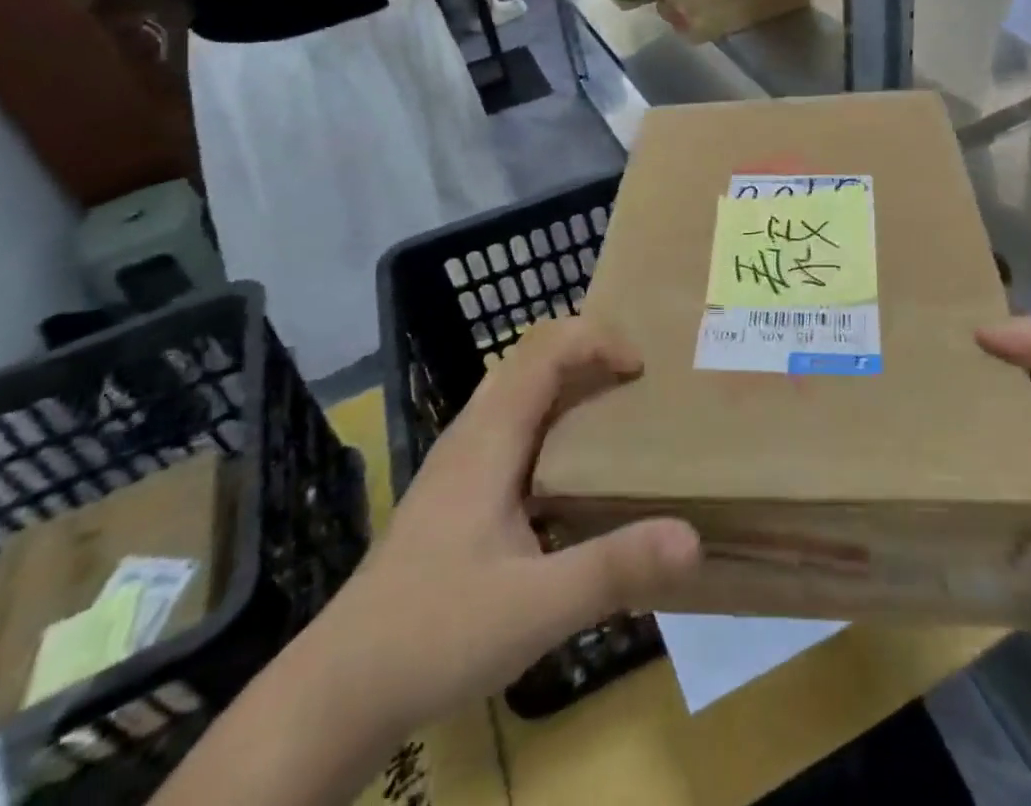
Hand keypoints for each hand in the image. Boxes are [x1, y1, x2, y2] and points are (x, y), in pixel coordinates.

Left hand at [326, 321, 700, 734]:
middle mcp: (473, 433)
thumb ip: (613, 569)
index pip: (545, 350)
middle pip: (530, 357)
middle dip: (586, 351)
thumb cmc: (434, 633)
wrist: (338, 691)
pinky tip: (571, 474)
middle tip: (638, 381)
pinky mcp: (456, 492)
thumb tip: (693, 537)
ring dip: (567, 383)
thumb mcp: (534, 607)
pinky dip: (551, 420)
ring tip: (615, 413)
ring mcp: (459, 462)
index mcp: (490, 437)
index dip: (596, 340)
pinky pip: (511, 427)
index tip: (643, 368)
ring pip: (518, 391)